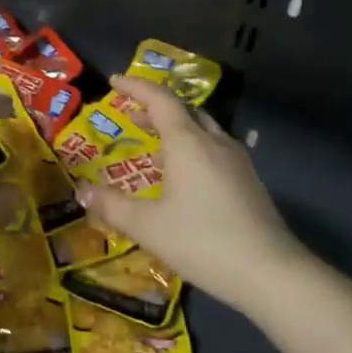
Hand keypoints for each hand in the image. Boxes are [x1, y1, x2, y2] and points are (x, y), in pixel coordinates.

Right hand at [80, 75, 306, 314]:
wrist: (269, 272)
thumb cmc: (202, 241)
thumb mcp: (147, 226)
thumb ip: (112, 206)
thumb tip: (82, 191)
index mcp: (189, 143)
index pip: (161, 100)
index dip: (137, 87)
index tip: (115, 80)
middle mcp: (215, 143)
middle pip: (185, 111)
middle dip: (156, 106)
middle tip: (132, 113)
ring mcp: (237, 162)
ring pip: (203, 130)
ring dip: (176, 128)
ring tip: (154, 143)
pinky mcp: (248, 182)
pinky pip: (215, 151)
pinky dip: (192, 149)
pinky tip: (183, 175)